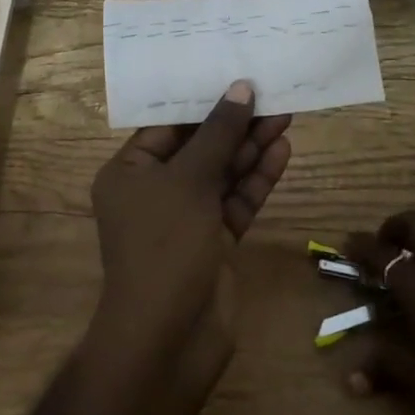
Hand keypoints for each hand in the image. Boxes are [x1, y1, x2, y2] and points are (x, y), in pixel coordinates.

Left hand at [89, 80, 291, 366]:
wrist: (169, 340)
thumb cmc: (165, 246)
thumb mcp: (189, 181)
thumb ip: (218, 134)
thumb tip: (240, 89)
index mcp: (129, 172)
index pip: (167, 125)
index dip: (201, 100)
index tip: (233, 74)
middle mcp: (155, 191)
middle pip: (199, 147)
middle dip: (234, 123)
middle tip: (271, 92)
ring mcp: (186, 219)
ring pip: (222, 173)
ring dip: (251, 147)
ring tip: (285, 114)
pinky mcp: (214, 241)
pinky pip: (236, 201)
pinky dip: (256, 179)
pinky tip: (281, 150)